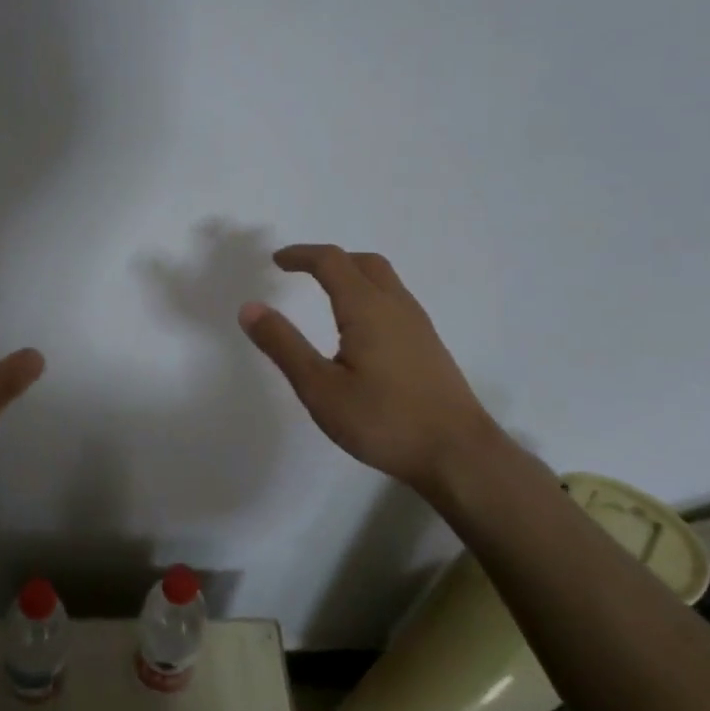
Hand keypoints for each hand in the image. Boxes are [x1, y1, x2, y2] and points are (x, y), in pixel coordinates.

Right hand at [239, 245, 498, 494]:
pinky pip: (395, 301)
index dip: (301, 255)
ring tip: (326, 294)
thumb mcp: (320, 388)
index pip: (331, 261)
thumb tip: (250, 307)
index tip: (276, 261)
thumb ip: (283, 345)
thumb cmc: (384, 420)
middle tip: (301, 271)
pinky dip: (368, 295)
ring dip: (352, 275)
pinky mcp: (429, 346)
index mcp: (367, 308)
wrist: (460, 455)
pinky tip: (360, 329)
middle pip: (363, 262)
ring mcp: (418, 325)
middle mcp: (396, 306)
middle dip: (329, 259)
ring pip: (384, 280)